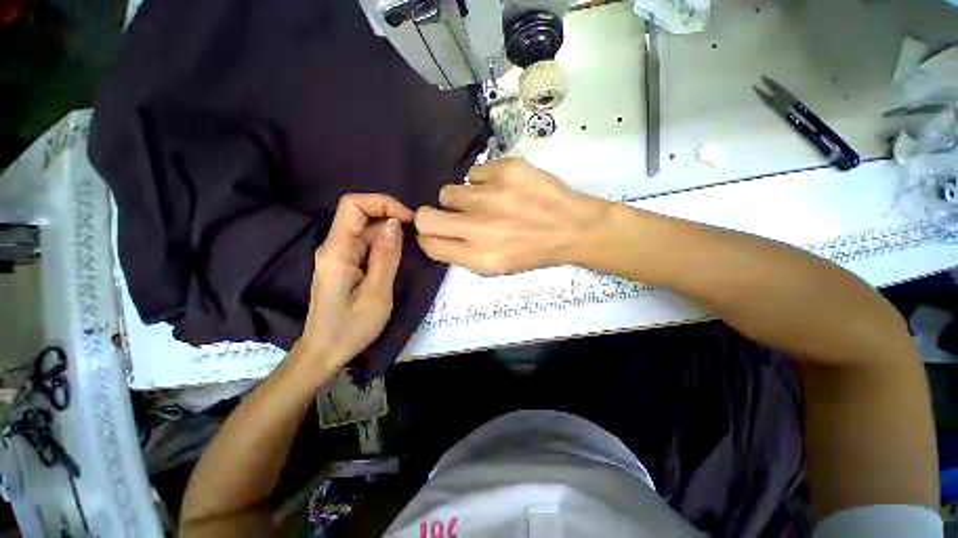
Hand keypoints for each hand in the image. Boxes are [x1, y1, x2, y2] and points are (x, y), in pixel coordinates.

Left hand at [295, 194, 413, 372]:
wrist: (324, 352)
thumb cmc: (350, 327)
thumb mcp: (377, 293)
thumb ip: (386, 256)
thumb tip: (395, 223)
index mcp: (337, 251)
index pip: (353, 205)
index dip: (382, 203)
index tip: (408, 219)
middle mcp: (334, 247)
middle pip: (358, 214)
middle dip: (389, 216)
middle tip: (414, 233)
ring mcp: (338, 256)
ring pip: (364, 229)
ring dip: (388, 231)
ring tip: (409, 246)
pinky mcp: (344, 265)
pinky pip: (364, 244)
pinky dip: (383, 243)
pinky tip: (396, 255)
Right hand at [415, 158, 608, 274]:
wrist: (573, 228)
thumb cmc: (533, 252)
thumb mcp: (497, 267)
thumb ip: (463, 253)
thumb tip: (439, 234)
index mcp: (478, 257)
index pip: (429, 243)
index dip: (429, 237)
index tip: (438, 232)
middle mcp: (479, 228)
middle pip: (425, 216)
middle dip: (431, 216)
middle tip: (452, 215)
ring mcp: (491, 196)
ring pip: (448, 191)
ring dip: (462, 199)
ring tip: (485, 202)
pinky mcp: (506, 169)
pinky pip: (474, 173)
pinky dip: (483, 182)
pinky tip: (503, 189)